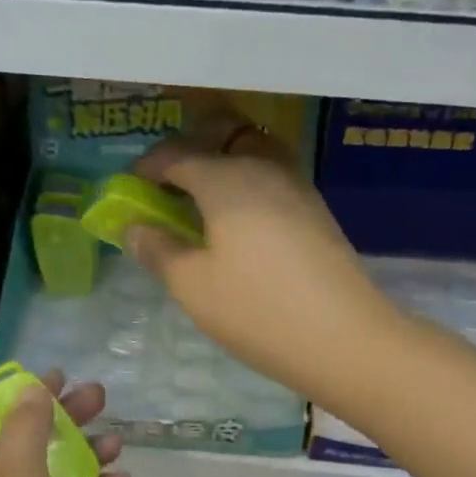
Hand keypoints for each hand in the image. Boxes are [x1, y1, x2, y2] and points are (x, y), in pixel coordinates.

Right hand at [125, 116, 398, 400]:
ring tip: (201, 204)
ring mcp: (296, 186)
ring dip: (222, 165)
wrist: (346, 339)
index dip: (146, 168)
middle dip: (188, 152)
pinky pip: (271, 178)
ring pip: (251, 153)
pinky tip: (238, 224)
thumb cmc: (257, 310)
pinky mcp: (316, 210)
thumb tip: (135, 227)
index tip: (128, 190)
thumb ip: (158, 250)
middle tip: (167, 186)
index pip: (175, 155)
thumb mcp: (192, 286)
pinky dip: (246, 185)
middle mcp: (263, 167)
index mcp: (226, 178)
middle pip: (221, 137)